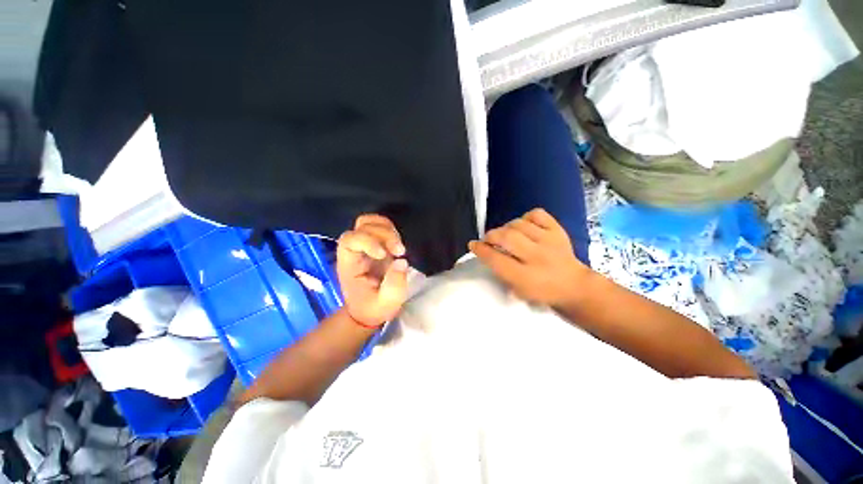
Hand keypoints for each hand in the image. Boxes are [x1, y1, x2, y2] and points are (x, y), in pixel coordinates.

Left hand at [337, 214, 408, 326]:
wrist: (369, 311)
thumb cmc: (373, 309)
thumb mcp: (386, 304)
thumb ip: (394, 285)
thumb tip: (401, 261)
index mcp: (349, 265)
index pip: (349, 240)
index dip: (367, 241)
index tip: (384, 255)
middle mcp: (354, 251)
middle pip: (361, 226)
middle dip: (383, 234)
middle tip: (400, 251)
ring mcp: (365, 246)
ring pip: (370, 222)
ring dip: (388, 229)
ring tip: (399, 248)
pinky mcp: (376, 244)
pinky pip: (380, 226)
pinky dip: (391, 230)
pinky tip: (397, 245)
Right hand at [469, 208, 591, 307]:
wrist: (574, 286)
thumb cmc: (542, 292)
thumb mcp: (518, 290)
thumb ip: (501, 272)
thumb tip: (486, 252)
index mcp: (526, 277)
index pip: (496, 259)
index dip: (480, 250)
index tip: (473, 245)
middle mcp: (537, 257)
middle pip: (506, 237)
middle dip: (490, 236)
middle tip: (488, 240)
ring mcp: (549, 241)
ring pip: (518, 224)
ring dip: (506, 227)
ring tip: (505, 234)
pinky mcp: (558, 230)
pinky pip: (536, 214)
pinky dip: (525, 217)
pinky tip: (524, 226)